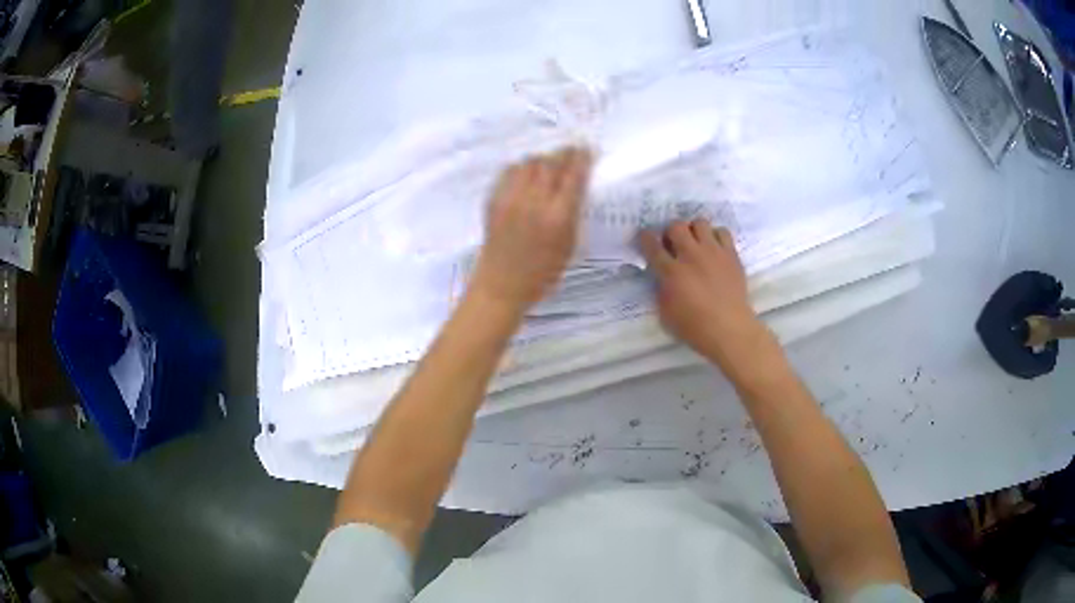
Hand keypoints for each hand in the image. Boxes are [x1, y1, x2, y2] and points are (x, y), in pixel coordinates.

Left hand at [470, 147, 592, 313]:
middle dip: (563, 153)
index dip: (582, 158)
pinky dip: (521, 167)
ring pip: (529, 162)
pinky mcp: (494, 200)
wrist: (501, 285)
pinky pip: (509, 171)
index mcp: (558, 217)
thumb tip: (577, 186)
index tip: (587, 149)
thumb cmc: (542, 274)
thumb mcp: (569, 246)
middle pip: (551, 163)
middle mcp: (534, 202)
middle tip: (571, 151)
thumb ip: (574, 214)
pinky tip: (527, 173)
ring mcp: (511, 199)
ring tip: (549, 164)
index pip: (573, 176)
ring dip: (543, 159)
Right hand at [639, 219, 773, 378]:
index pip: (651, 245)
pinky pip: (722, 232)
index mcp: (671, 272)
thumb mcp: (665, 312)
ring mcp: (713, 252)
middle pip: (676, 226)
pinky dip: (716, 236)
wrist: (729, 330)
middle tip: (673, 243)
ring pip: (699, 223)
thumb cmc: (694, 328)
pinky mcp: (731, 254)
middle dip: (671, 232)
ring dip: (694, 230)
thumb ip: (661, 289)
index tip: (645, 237)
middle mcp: (691, 255)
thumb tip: (661, 276)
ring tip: (696, 243)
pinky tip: (714, 248)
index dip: (645, 237)